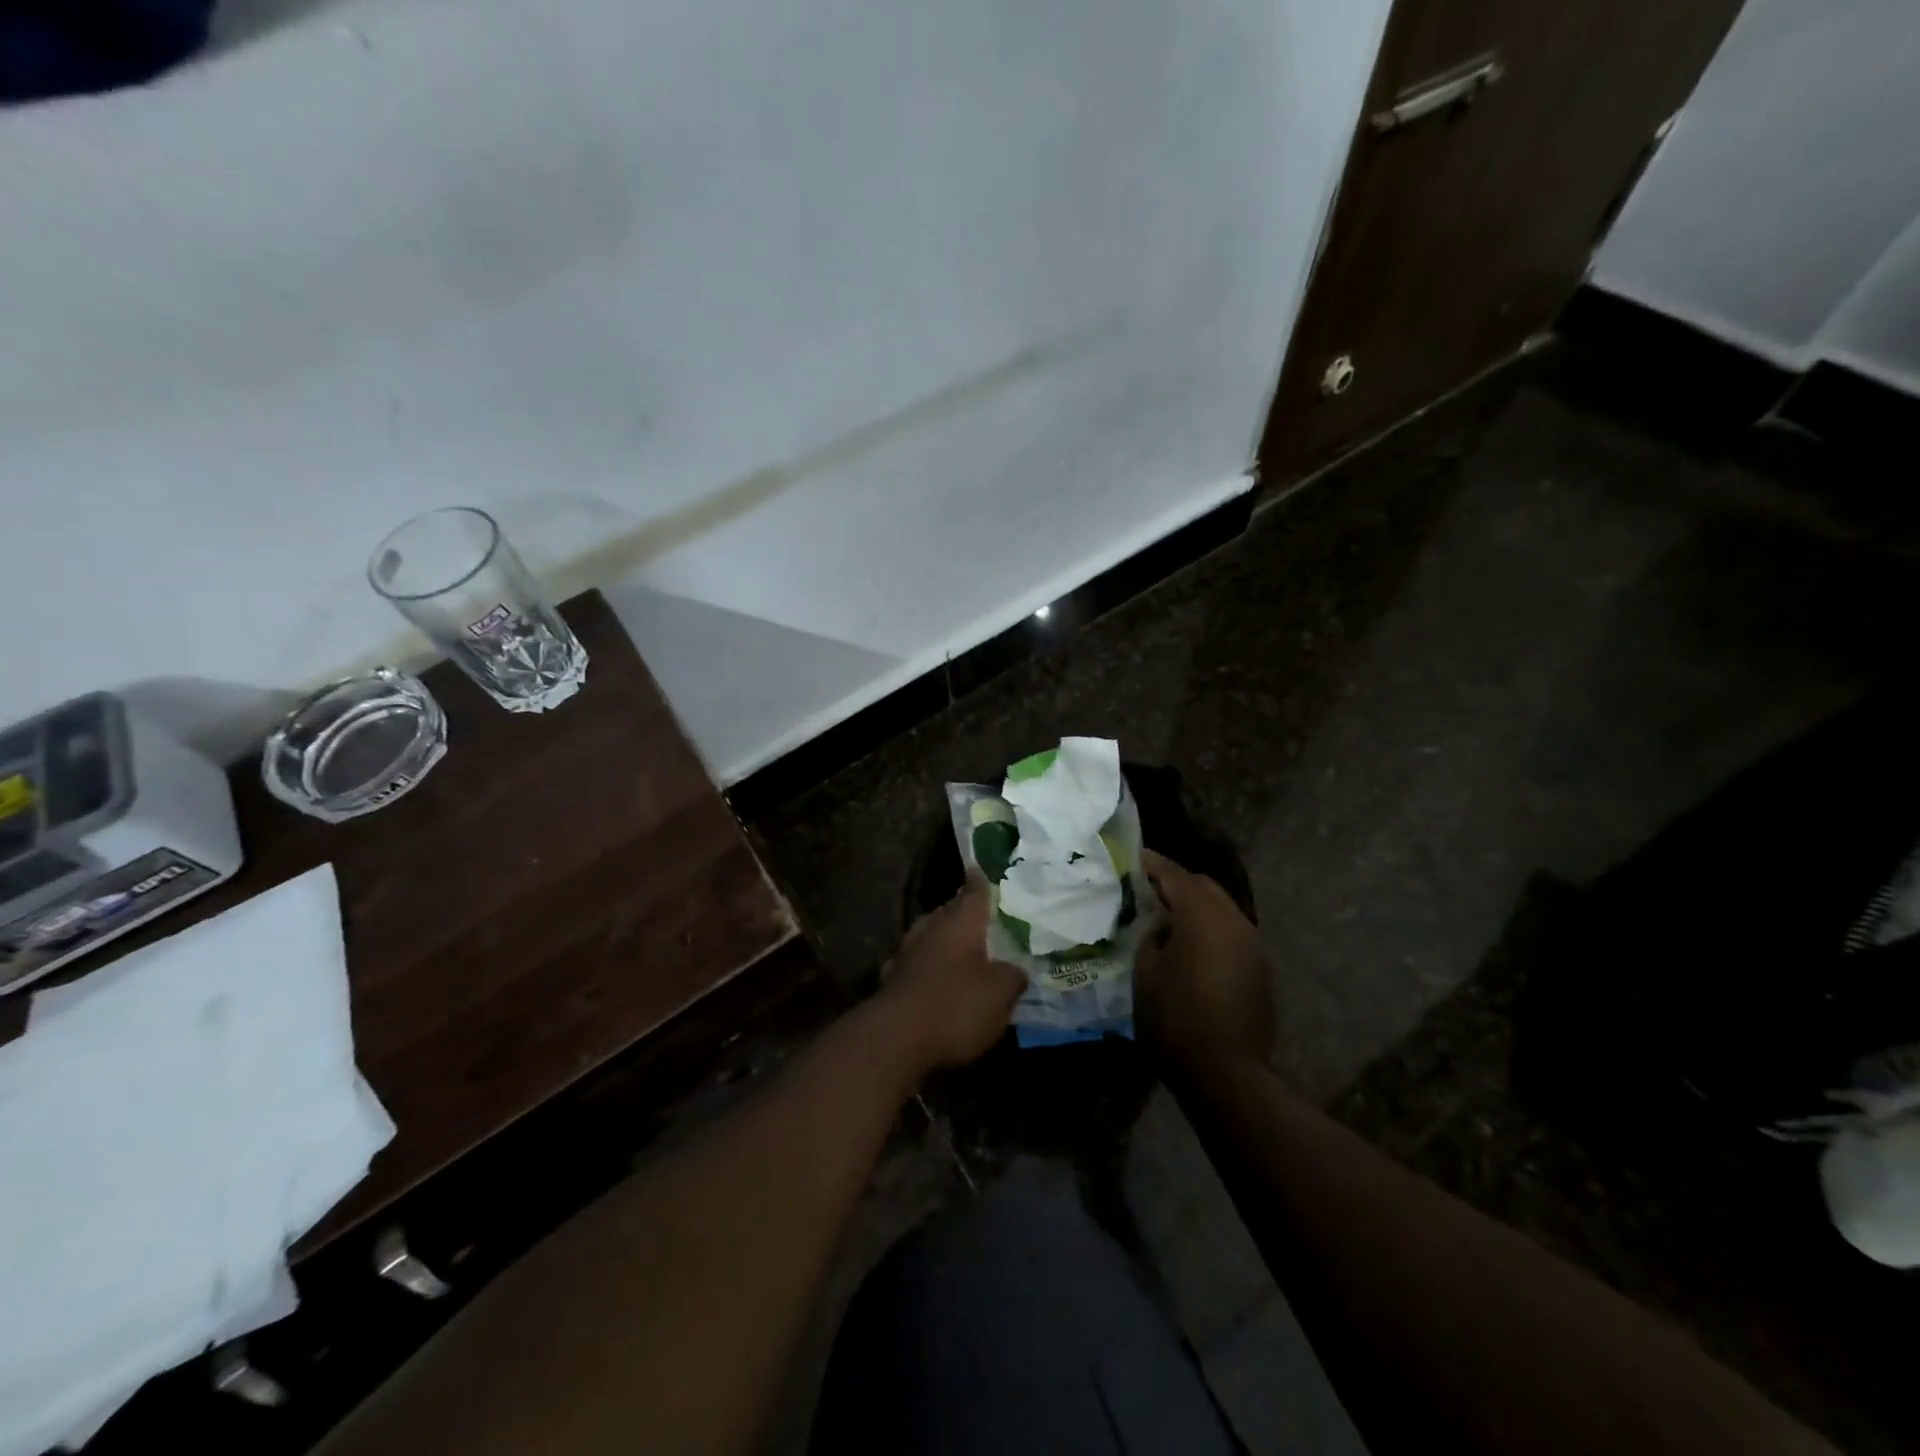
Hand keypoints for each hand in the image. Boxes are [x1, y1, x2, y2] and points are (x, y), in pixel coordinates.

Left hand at [875, 880, 1025, 1074]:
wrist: (896, 1038)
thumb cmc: (956, 1004)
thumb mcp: (1001, 992)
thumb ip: (1013, 976)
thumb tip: (1015, 970)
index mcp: (960, 920)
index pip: (974, 890)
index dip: (981, 881)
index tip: (981, 870)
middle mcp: (931, 927)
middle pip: (950, 913)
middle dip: (964, 915)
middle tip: (984, 921)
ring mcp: (906, 953)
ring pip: (931, 938)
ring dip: (945, 944)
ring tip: (965, 955)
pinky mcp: (892, 981)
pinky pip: (918, 966)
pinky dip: (930, 971)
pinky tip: (939, 984)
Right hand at [1135, 850, 1274, 1070]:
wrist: (1226, 1072)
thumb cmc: (1175, 1017)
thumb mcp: (1146, 971)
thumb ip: (1151, 936)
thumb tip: (1161, 925)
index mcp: (1202, 914)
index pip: (1174, 874)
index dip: (1152, 864)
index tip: (1133, 857)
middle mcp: (1233, 920)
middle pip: (1203, 886)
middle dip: (1177, 883)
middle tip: (1148, 890)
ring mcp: (1252, 944)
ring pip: (1222, 909)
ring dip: (1196, 907)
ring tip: (1167, 918)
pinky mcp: (1260, 968)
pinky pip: (1231, 933)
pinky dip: (1210, 929)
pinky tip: (1192, 947)